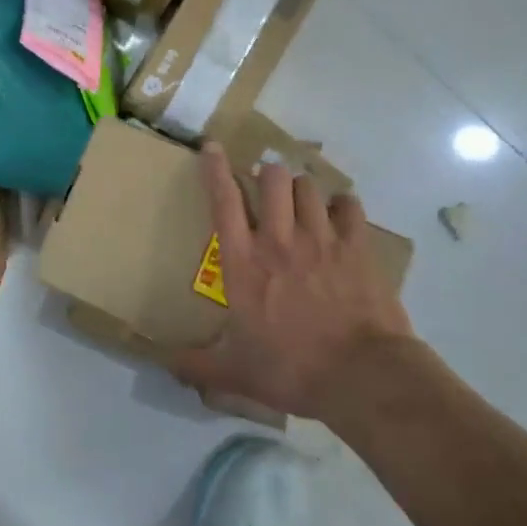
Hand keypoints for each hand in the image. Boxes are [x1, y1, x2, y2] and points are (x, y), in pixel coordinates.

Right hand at [171, 144, 416, 421]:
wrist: (362, 378)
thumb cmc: (291, 369)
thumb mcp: (235, 372)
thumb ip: (197, 365)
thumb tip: (163, 364)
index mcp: (243, 262)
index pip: (224, 202)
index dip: (215, 169)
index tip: (211, 147)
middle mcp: (278, 240)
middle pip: (272, 179)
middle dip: (267, 175)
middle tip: (267, 187)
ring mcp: (321, 240)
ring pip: (308, 187)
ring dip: (301, 188)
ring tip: (301, 200)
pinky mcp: (358, 249)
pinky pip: (349, 207)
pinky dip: (342, 205)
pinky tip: (340, 212)